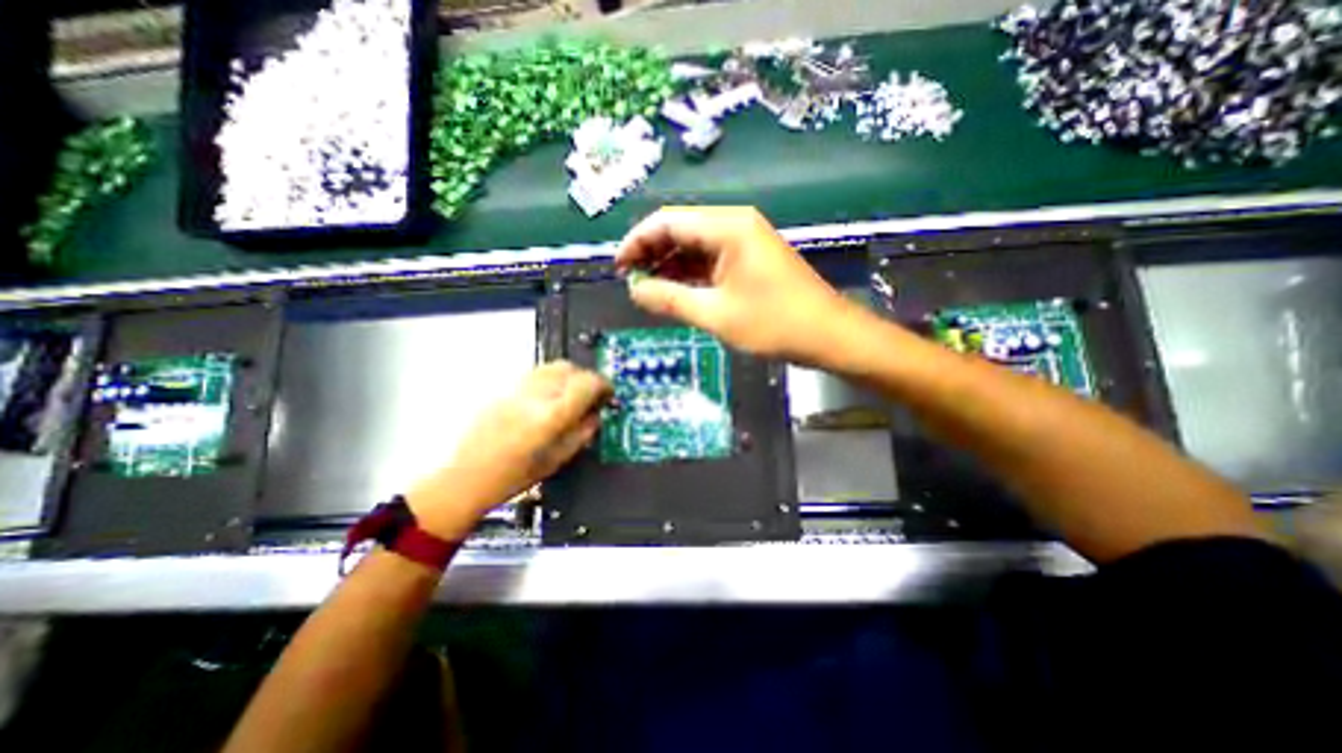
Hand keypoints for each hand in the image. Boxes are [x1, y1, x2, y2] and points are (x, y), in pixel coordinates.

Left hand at [406, 363, 611, 536]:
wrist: (465, 478)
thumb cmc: (514, 477)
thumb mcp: (558, 459)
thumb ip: (582, 433)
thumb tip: (595, 414)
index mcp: (550, 416)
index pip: (587, 383)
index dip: (603, 385)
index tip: (608, 394)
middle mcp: (534, 396)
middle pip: (570, 368)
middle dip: (587, 378)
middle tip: (591, 396)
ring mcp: (516, 389)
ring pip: (552, 366)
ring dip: (568, 376)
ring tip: (571, 395)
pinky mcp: (503, 389)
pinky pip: (535, 373)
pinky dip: (550, 379)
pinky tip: (549, 397)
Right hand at [617, 205, 857, 364]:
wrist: (828, 335)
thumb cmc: (774, 324)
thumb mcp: (715, 314)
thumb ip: (670, 300)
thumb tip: (635, 291)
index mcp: (727, 227)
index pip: (668, 221)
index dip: (637, 242)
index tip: (617, 267)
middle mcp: (734, 225)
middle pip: (680, 230)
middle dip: (652, 254)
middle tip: (630, 282)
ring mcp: (745, 241)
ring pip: (695, 246)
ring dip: (670, 265)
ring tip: (648, 290)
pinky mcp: (750, 259)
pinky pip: (711, 260)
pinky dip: (691, 274)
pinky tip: (675, 291)